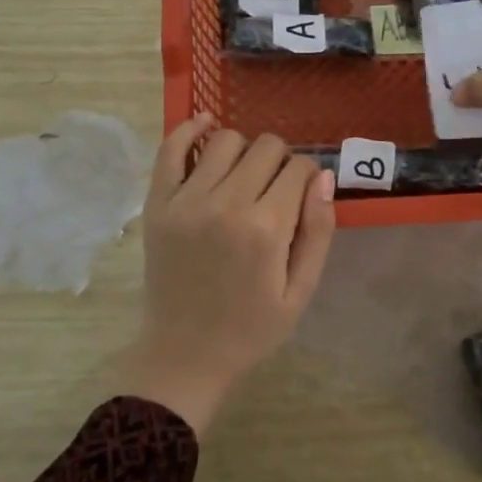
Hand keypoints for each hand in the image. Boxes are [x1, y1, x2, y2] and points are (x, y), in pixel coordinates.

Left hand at [119, 114, 336, 434]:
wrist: (185, 355)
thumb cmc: (251, 328)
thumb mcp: (301, 291)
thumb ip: (318, 231)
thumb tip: (323, 176)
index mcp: (266, 228)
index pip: (298, 167)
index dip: (307, 175)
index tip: (302, 194)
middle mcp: (226, 204)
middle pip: (265, 146)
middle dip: (280, 160)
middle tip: (275, 189)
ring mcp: (186, 200)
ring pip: (225, 140)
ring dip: (243, 150)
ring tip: (243, 175)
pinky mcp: (158, 203)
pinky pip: (171, 147)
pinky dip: (189, 129)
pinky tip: (205, 127)